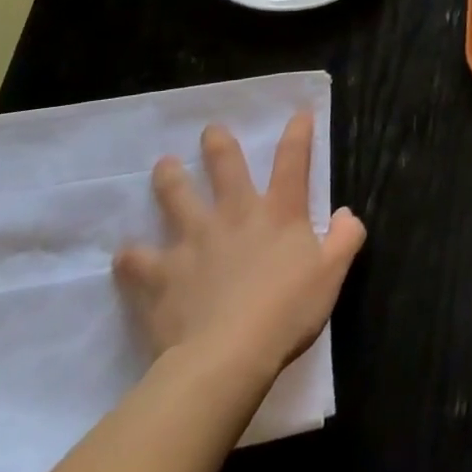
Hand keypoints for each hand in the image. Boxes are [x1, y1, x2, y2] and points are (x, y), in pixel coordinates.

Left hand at [113, 113, 365, 395]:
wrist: (226, 357)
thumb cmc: (286, 312)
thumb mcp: (332, 274)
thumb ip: (345, 239)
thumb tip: (346, 214)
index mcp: (280, 212)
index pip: (293, 160)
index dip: (298, 133)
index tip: (299, 114)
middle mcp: (235, 215)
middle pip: (225, 168)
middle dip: (218, 145)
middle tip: (209, 131)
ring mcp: (193, 242)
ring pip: (176, 199)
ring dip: (169, 180)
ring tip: (163, 166)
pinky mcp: (160, 275)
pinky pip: (137, 261)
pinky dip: (130, 257)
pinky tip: (124, 254)